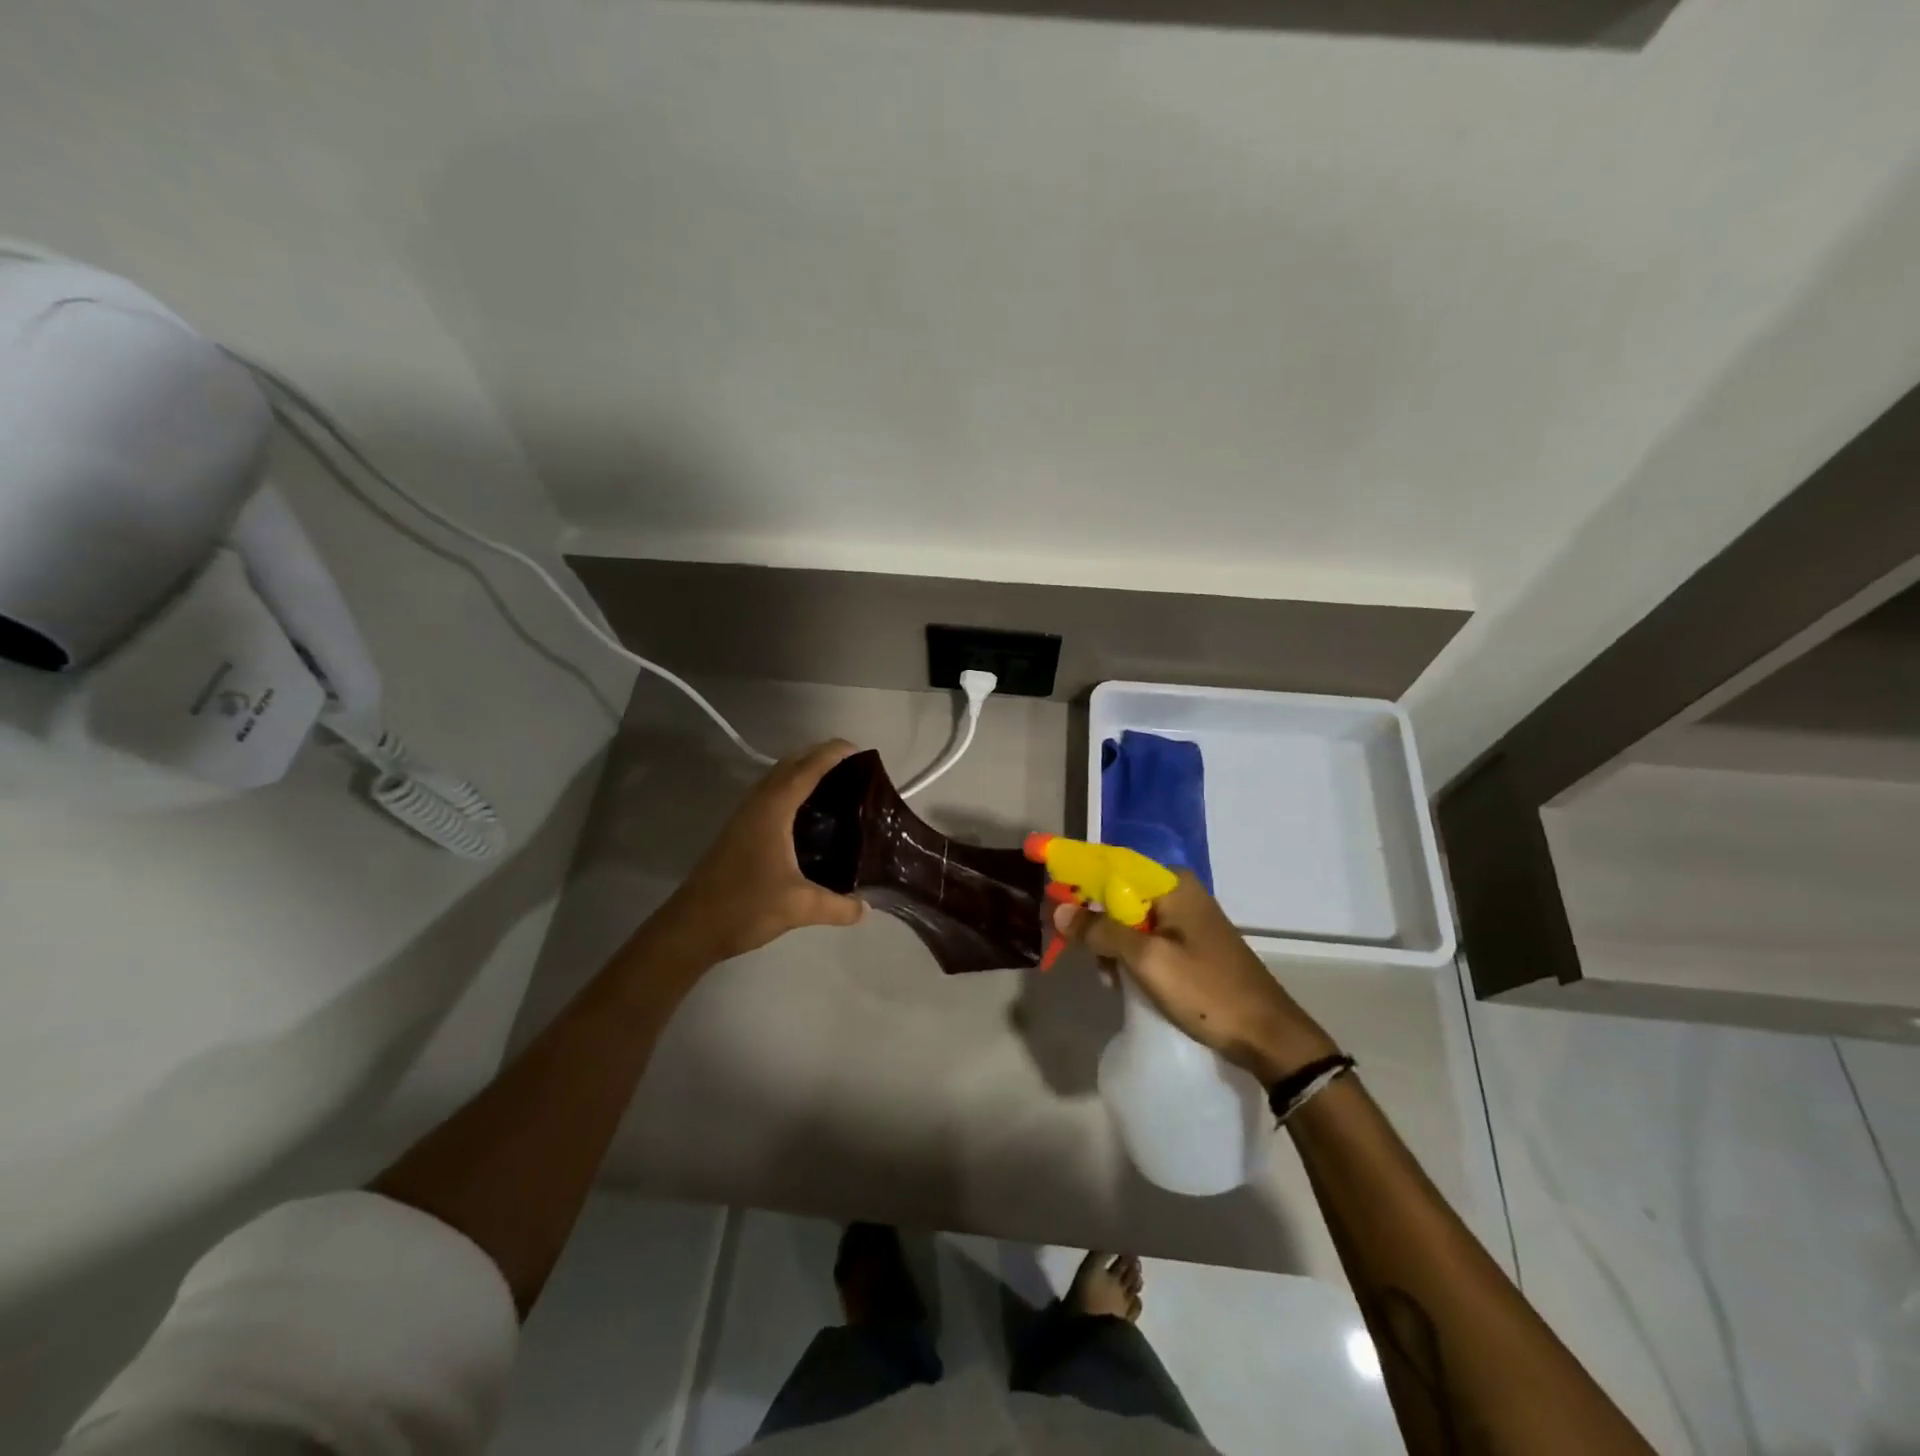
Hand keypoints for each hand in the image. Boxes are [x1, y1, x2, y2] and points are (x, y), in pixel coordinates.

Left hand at [654, 741, 866, 964]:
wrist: (691, 928)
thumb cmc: (745, 907)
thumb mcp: (799, 907)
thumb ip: (838, 906)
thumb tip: (865, 907)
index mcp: (773, 811)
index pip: (807, 770)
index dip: (832, 754)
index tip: (859, 751)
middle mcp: (757, 805)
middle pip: (789, 766)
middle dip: (819, 757)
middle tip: (853, 767)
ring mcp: (744, 817)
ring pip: (776, 780)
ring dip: (802, 772)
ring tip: (835, 785)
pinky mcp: (738, 832)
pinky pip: (770, 796)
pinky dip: (791, 791)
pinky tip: (807, 814)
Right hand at [1053, 873, 1337, 1082]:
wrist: (1268, 1036)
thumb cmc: (1207, 991)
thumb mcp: (1147, 961)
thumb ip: (1102, 931)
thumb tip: (1059, 909)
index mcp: (1171, 884)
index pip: (1111, 865)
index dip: (1077, 877)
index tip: (1050, 895)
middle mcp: (1178, 892)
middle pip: (1118, 894)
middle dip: (1095, 922)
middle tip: (1082, 954)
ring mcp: (1186, 919)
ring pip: (1129, 920)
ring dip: (1111, 945)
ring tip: (1109, 979)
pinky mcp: (1189, 944)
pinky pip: (1145, 938)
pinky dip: (1129, 956)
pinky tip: (1123, 982)